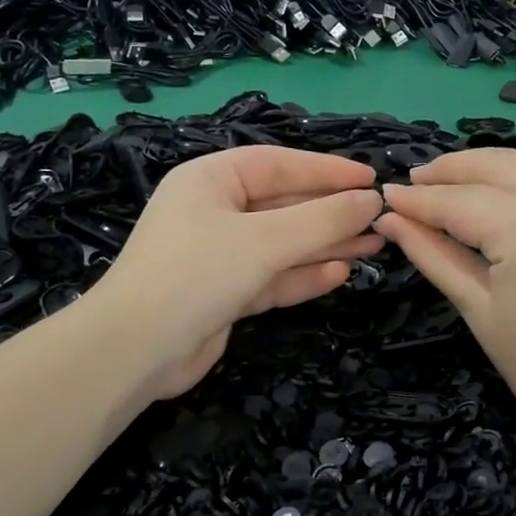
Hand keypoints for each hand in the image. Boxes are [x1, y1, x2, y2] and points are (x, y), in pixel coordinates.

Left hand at [90, 146, 383, 398]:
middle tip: (380, 219)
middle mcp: (214, 212)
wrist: (135, 350)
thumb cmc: (196, 274)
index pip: (278, 164)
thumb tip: (370, 201)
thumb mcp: (263, 241)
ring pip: (282, 244)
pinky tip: (339, 274)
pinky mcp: (224, 294)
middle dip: (330, 213)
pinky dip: (303, 276)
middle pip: (283, 205)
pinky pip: (272, 277)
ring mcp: (219, 255)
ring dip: (324, 245)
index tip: (371, 179)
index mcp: (210, 180)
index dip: (326, 170)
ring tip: (373, 245)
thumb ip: (320, 220)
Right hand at [374, 149, 515, 455]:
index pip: (458, 201)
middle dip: (452, 170)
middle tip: (419, 180)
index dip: (418, 199)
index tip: (388, 195)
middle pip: (498, 165)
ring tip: (467, 184)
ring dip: (499, 168)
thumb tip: (389, 218)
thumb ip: (431, 253)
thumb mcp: (476, 308)